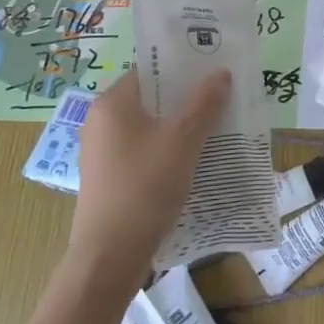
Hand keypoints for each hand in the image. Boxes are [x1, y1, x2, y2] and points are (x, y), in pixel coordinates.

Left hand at [69, 69, 230, 292]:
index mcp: (112, 103)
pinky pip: (143, 152)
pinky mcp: (109, 178)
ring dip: (180, 127)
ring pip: (149, 128)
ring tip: (216, 130)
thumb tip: (221, 74)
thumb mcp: (183, 141)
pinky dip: (167, 151)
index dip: (183, 68)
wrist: (110, 255)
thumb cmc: (145, 187)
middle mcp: (101, 122)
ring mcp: (102, 152)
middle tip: (222, 100)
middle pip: (151, 99)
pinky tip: (194, 162)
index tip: (214, 71)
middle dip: (187, 100)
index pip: (150, 70)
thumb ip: (204, 104)